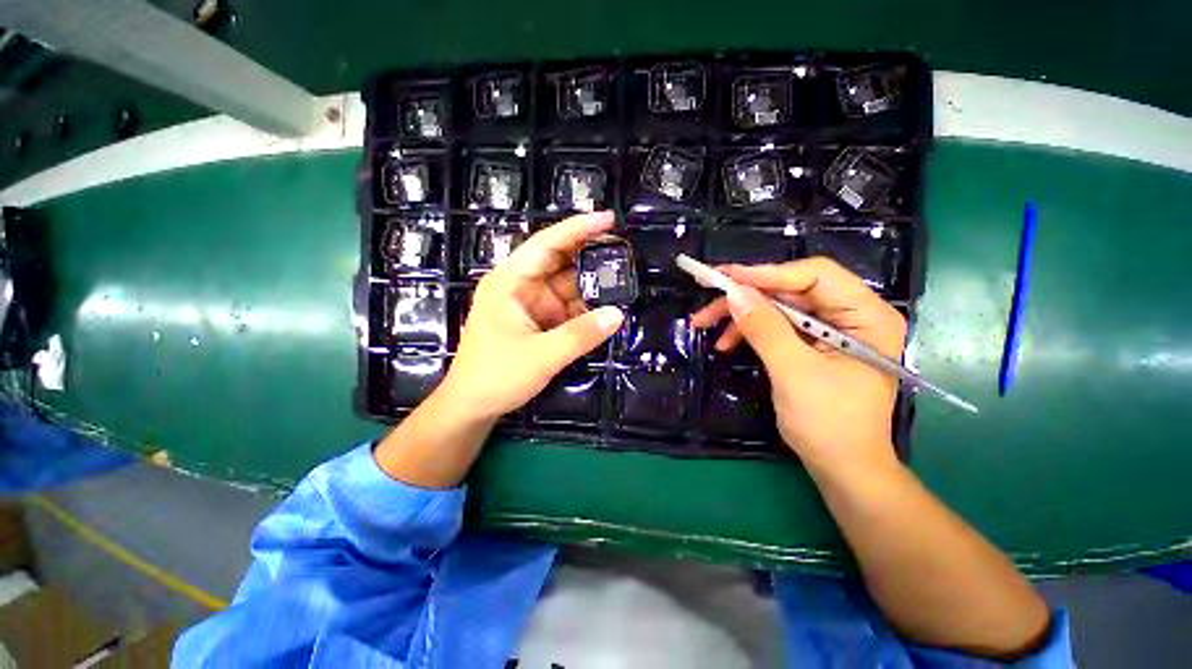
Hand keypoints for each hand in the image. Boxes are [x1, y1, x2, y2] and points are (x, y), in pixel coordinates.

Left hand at [437, 211, 624, 420]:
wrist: (472, 408)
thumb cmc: (495, 376)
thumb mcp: (541, 356)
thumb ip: (581, 335)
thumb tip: (618, 314)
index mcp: (509, 282)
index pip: (546, 244)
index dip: (578, 229)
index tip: (608, 219)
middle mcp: (519, 286)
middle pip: (558, 261)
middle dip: (589, 255)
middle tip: (623, 251)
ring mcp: (529, 305)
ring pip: (565, 286)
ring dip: (590, 286)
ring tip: (621, 281)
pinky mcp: (537, 322)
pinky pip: (565, 308)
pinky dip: (584, 308)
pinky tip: (604, 309)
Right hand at [690, 258, 906, 474]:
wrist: (842, 467)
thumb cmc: (829, 425)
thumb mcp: (794, 373)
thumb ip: (765, 329)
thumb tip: (735, 293)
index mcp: (867, 317)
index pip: (816, 276)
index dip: (768, 274)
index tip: (727, 278)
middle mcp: (852, 315)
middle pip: (791, 289)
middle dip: (746, 296)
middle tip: (707, 302)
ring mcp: (831, 329)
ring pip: (777, 306)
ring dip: (741, 314)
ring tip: (706, 324)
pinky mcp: (813, 343)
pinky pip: (776, 324)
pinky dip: (749, 330)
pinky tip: (726, 342)